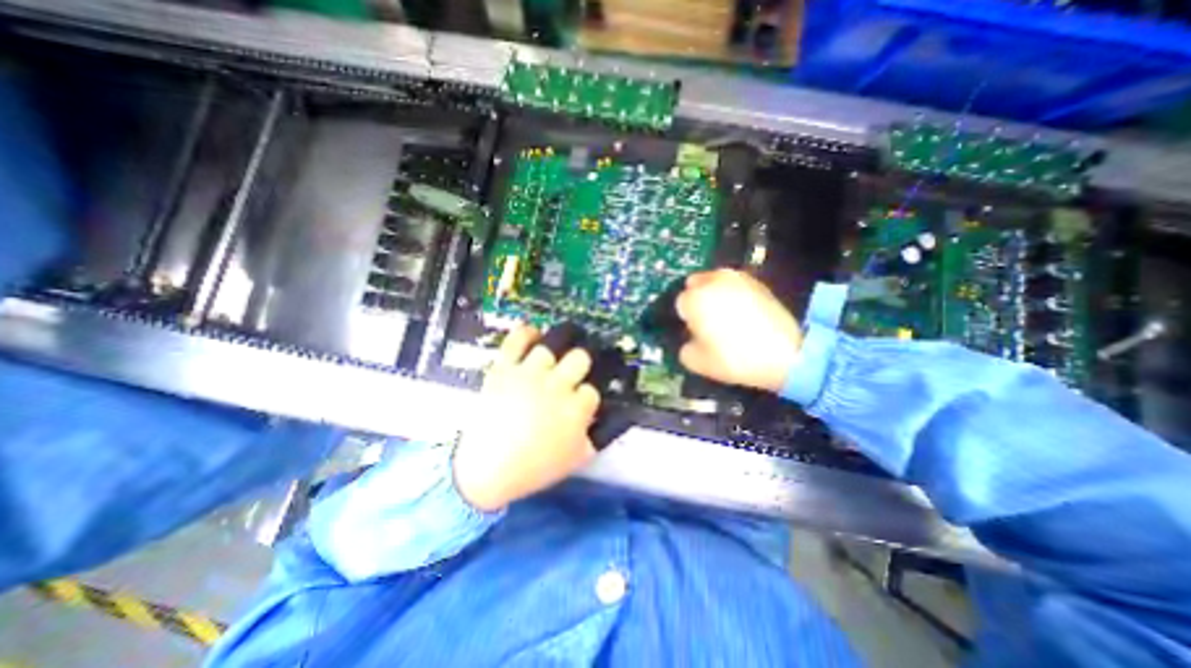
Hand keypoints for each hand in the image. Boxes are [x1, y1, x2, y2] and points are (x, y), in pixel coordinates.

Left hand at [452, 324, 599, 511]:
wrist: (487, 469)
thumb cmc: (535, 467)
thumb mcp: (580, 457)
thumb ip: (605, 433)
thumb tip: (622, 414)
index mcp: (575, 409)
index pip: (592, 390)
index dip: (588, 394)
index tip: (582, 398)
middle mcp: (555, 386)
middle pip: (580, 357)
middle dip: (581, 362)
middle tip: (576, 366)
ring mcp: (529, 374)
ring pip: (552, 344)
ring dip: (560, 342)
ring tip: (563, 340)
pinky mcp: (504, 368)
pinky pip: (517, 339)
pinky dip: (526, 332)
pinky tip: (534, 334)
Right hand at [673, 265, 804, 391]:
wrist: (785, 355)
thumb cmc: (734, 358)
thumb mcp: (696, 362)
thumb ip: (683, 348)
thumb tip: (690, 339)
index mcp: (694, 299)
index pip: (680, 303)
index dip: (685, 318)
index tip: (693, 331)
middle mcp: (713, 281)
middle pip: (694, 284)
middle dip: (696, 297)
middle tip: (706, 319)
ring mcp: (737, 278)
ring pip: (715, 280)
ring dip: (713, 292)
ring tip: (725, 314)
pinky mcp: (757, 282)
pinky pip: (735, 284)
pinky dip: (733, 293)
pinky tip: (742, 311)